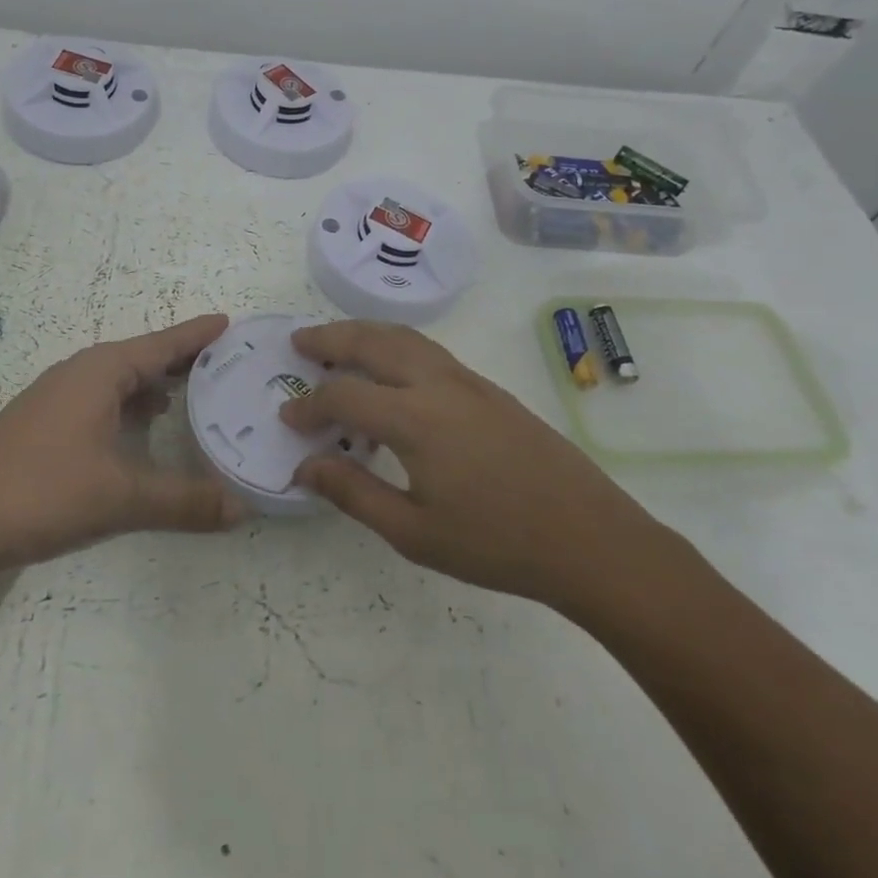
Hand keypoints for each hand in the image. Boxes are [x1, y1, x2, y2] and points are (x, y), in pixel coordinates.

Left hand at [0, 314, 242, 576]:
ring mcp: (56, 397)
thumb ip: (184, 502)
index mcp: (100, 372)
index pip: (162, 344)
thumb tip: (243, 509)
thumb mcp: (121, 498)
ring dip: (154, 382)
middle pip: (142, 357)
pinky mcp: (42, 423)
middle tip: (225, 362)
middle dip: (182, 358)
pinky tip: (141, 426)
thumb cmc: (42, 492)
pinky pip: (100, 398)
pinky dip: (130, 403)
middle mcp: (79, 373)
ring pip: (119, 379)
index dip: (198, 335)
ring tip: (192, 392)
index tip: (230, 322)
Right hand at [278, 320, 660, 610]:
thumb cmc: (495, 544)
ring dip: (364, 333)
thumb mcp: (414, 532)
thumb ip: (354, 493)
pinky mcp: (489, 389)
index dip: (310, 405)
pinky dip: (395, 345)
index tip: (288, 418)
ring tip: (337, 343)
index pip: (344, 395)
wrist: (589, 538)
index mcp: (414, 418)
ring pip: (405, 337)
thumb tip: (305, 467)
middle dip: (330, 337)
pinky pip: (429, 350)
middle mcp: (438, 384)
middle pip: (373, 342)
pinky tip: (391, 371)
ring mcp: (468, 381)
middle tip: (299, 341)